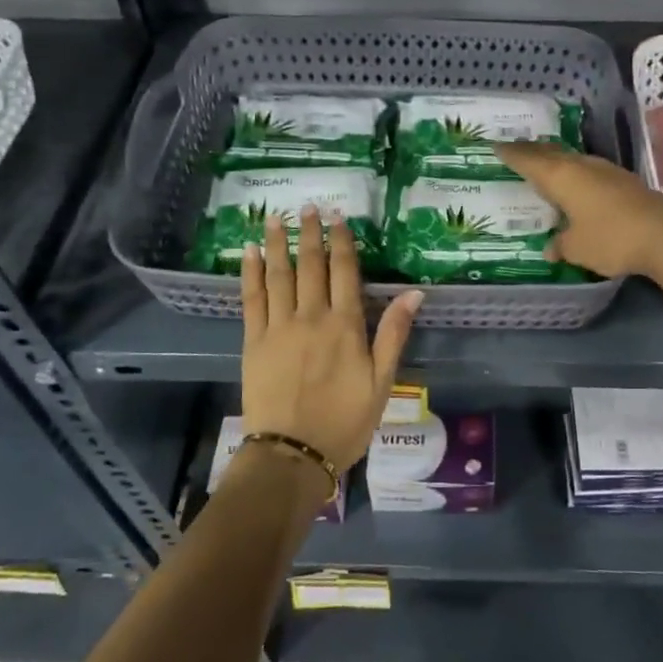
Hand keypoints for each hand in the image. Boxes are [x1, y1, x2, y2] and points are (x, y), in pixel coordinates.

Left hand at [241, 207, 422, 470]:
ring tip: (276, 218)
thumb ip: (393, 334)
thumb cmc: (345, 422)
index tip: (337, 217)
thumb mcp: (382, 383)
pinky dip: (250, 272)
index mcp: (345, 325)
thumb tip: (414, 293)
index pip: (344, 272)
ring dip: (278, 244)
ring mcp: (278, 327)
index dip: (342, 241)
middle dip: (310, 234)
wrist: (292, 455)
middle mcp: (311, 317)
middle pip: (311, 266)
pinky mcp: (254, 341)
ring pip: (278, 275)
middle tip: (307, 206)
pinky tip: (249, 252)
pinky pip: (251, 298)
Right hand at [495, 141, 662, 280]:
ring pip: (573, 160)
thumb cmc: (611, 239)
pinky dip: (576, 173)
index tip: (497, 146)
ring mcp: (607, 171)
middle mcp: (582, 166)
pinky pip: (590, 171)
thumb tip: (550, 247)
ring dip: (557, 161)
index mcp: (562, 177)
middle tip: (517, 151)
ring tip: (545, 165)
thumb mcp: (578, 248)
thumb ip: (561, 245)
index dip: (512, 154)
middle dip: (533, 152)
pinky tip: (578, 184)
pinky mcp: (625, 181)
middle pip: (552, 154)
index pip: (529, 160)